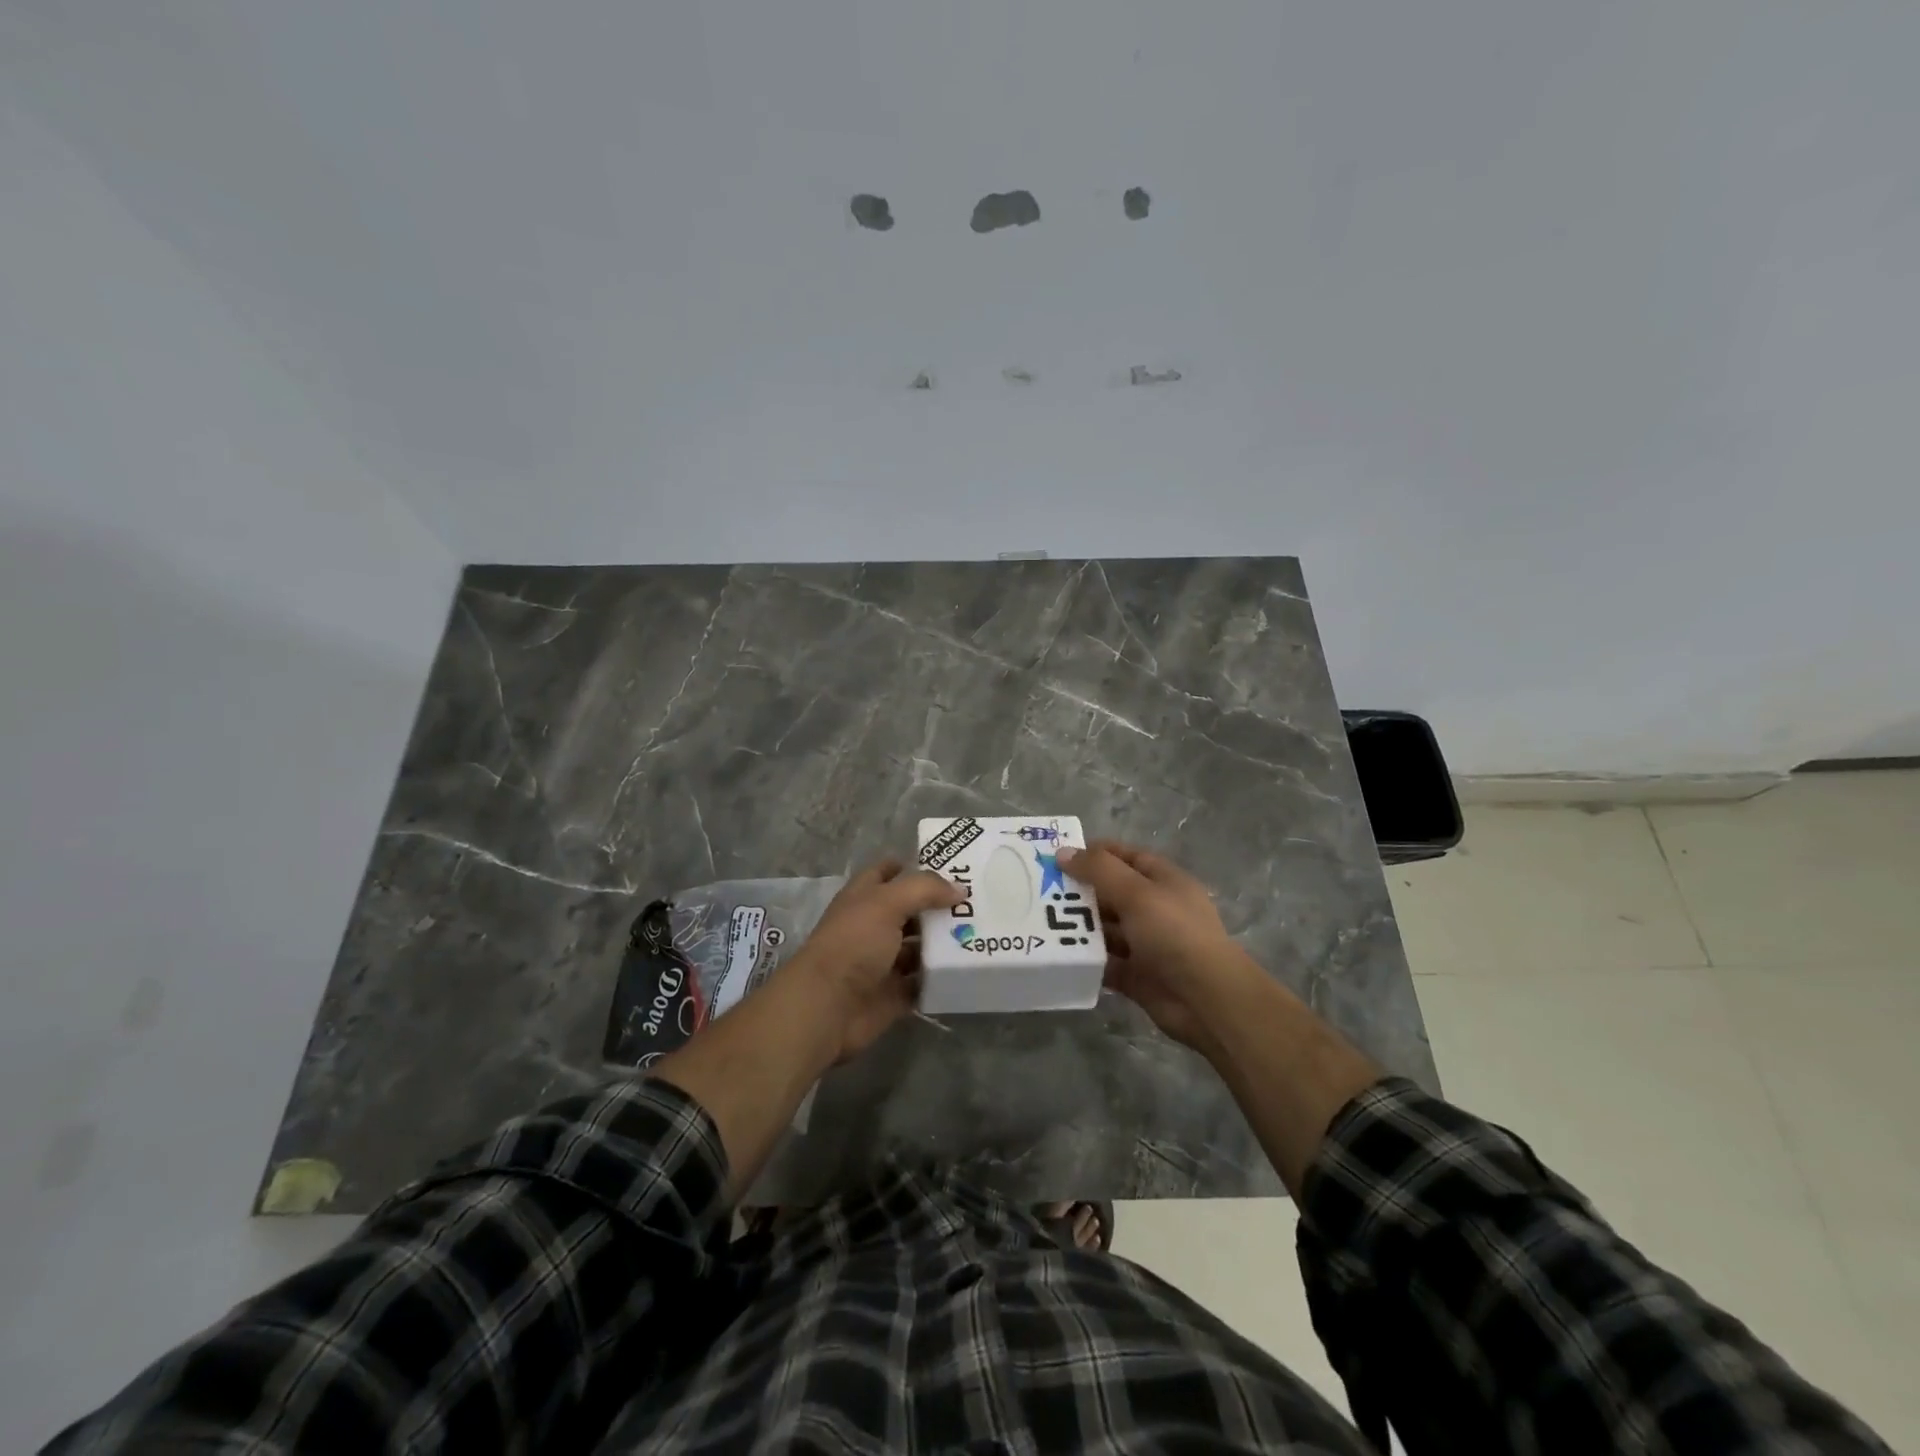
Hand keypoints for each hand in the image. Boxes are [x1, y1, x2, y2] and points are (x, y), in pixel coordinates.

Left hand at [780, 859, 961, 1063]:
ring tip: (981, 935)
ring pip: (919, 947)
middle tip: (978, 902)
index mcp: (864, 898)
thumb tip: (959, 890)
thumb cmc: (853, 943)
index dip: (913, 866)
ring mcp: (883, 961)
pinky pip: (923, 982)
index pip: (888, 873)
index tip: (950, 866)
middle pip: (911, 911)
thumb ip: (924, 889)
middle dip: (939, 906)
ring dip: (944, 943)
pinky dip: (940, 978)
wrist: (828, 1006)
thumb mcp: (887, 903)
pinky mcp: (894, 993)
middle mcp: (873, 926)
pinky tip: (968, 969)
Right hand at [1058, 840, 1257, 1051]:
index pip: (1125, 856)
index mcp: (1163, 880)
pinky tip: (1056, 954)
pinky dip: (1084, 958)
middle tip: (1040, 891)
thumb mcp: (1136, 893)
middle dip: (1079, 891)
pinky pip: (1104, 961)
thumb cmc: (1174, 933)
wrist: (1206, 1000)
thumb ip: (1098, 870)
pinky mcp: (1136, 975)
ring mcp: (1146, 943)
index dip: (1094, 853)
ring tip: (1040, 922)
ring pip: (1105, 928)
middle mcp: (1155, 908)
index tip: (1058, 857)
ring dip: (1078, 926)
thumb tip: (1063, 853)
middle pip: (1111, 892)